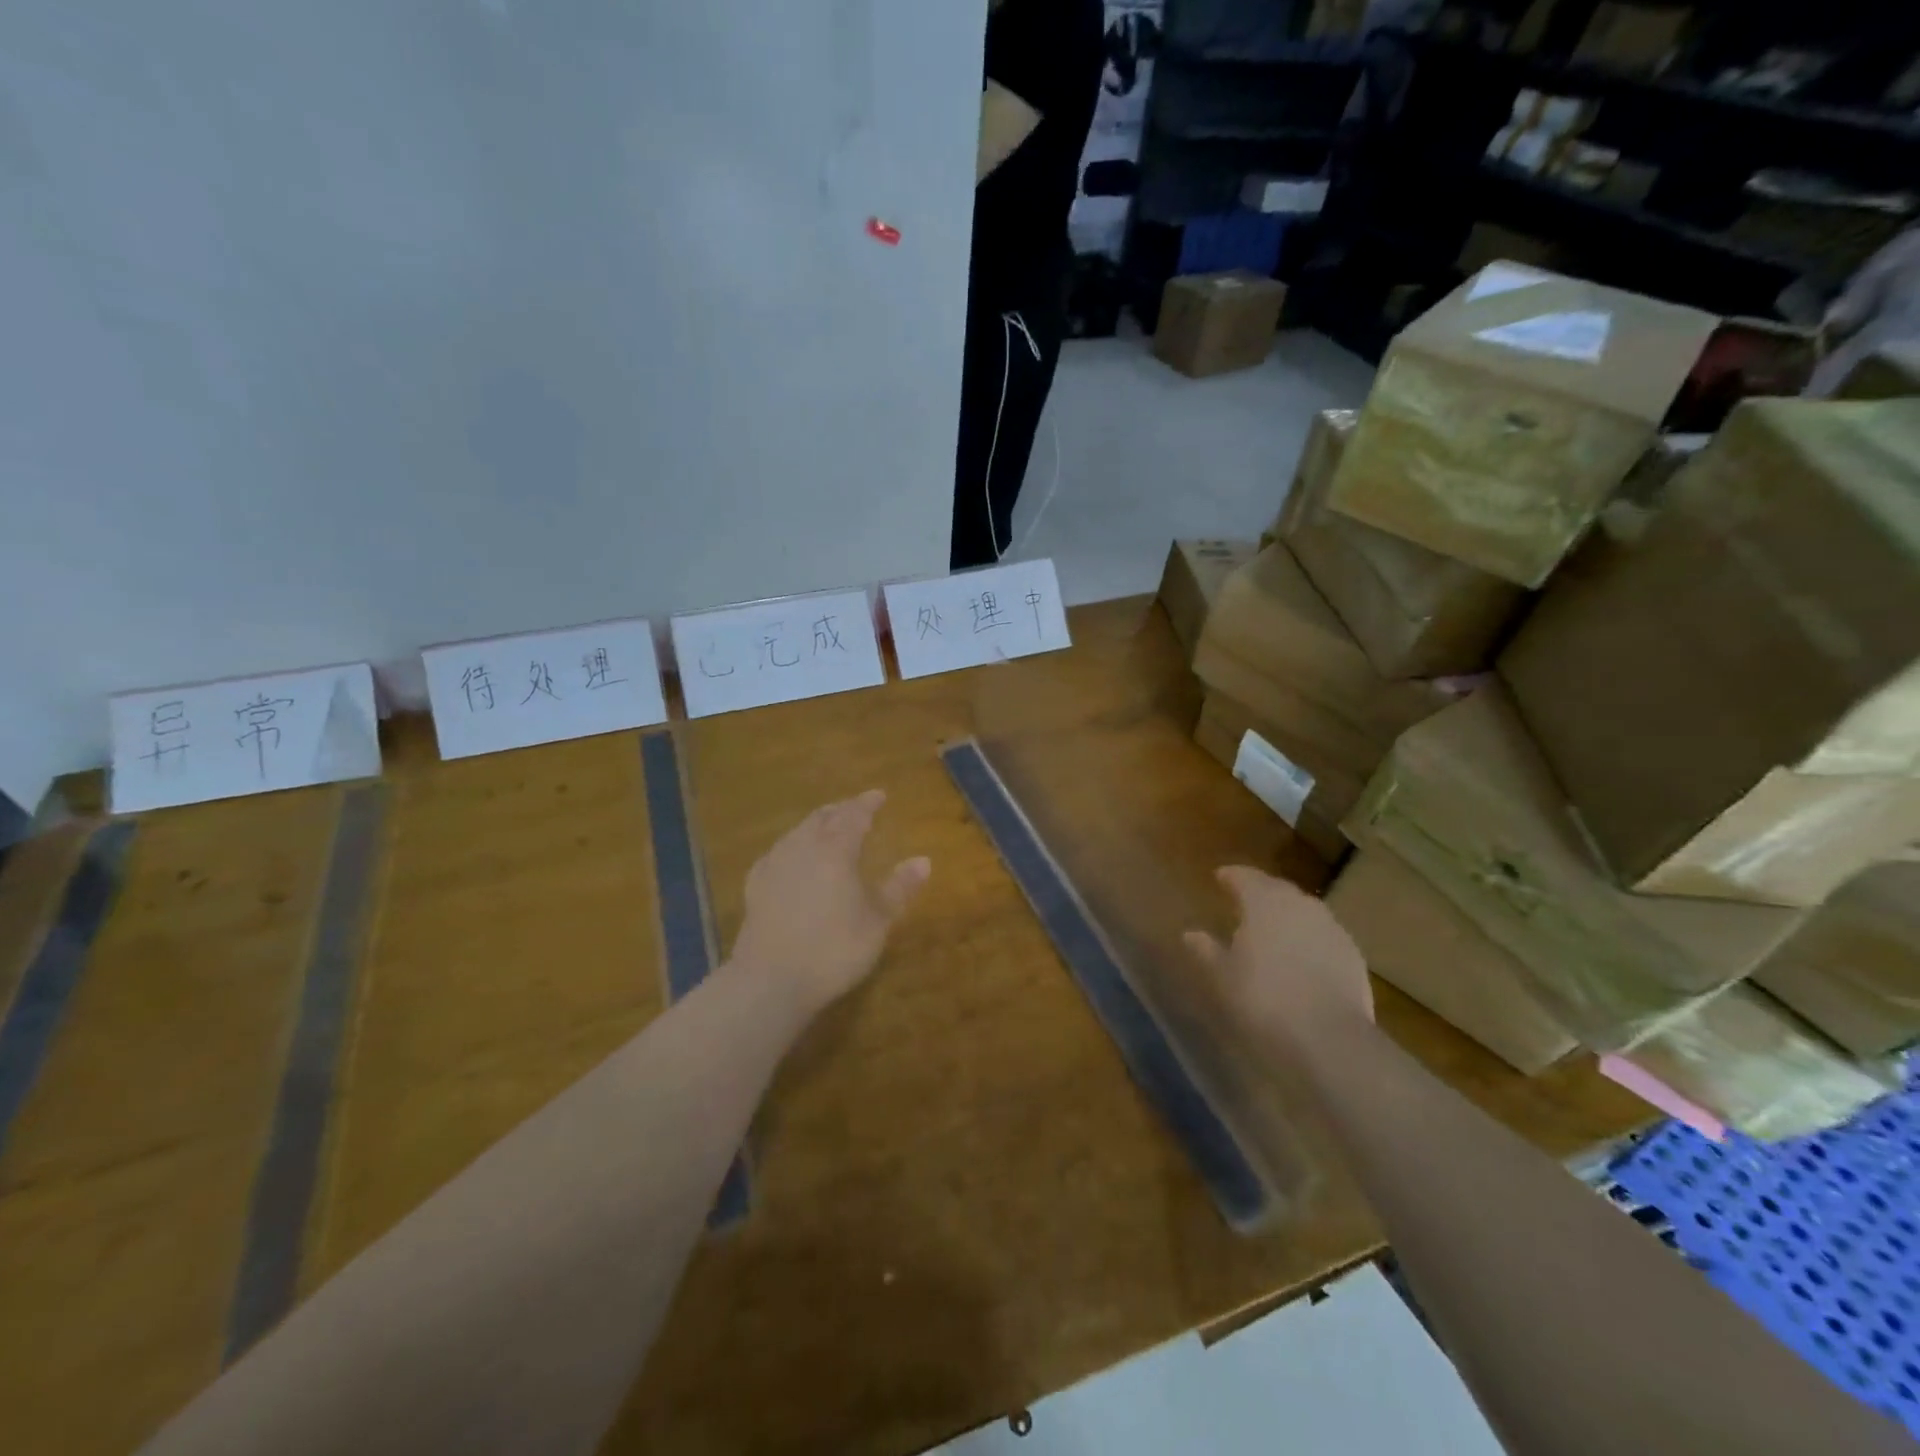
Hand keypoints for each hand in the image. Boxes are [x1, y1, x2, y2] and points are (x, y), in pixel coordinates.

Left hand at [728, 790, 930, 1013]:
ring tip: (826, 828)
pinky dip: (792, 846)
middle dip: (841, 810)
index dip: (867, 803)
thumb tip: (923, 860)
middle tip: (854, 809)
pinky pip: (777, 852)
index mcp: (836, 849)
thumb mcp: (877, 921)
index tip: (879, 795)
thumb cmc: (834, 948)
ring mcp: (775, 864)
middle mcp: (803, 847)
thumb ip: (899, 888)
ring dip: (815, 825)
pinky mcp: (755, 885)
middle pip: (823, 818)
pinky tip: (791, 857)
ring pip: (798, 832)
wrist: (771, 980)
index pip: (854, 815)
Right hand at [1185, 866, 1372, 1046]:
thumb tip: (1191, 934)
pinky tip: (1299, 956)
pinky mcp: (1352, 953)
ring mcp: (1331, 927)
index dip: (1231, 876)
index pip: (1245, 877)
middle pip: (1277, 889)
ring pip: (1303, 910)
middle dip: (1259, 891)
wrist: (1328, 1037)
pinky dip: (1307, 937)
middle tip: (1242, 901)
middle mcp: (1300, 904)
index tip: (1219, 877)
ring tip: (1270, 929)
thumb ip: (1207, 950)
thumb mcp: (1223, 976)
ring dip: (1285, 914)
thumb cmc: (1263, 998)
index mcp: (1264, 902)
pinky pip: (1322, 934)